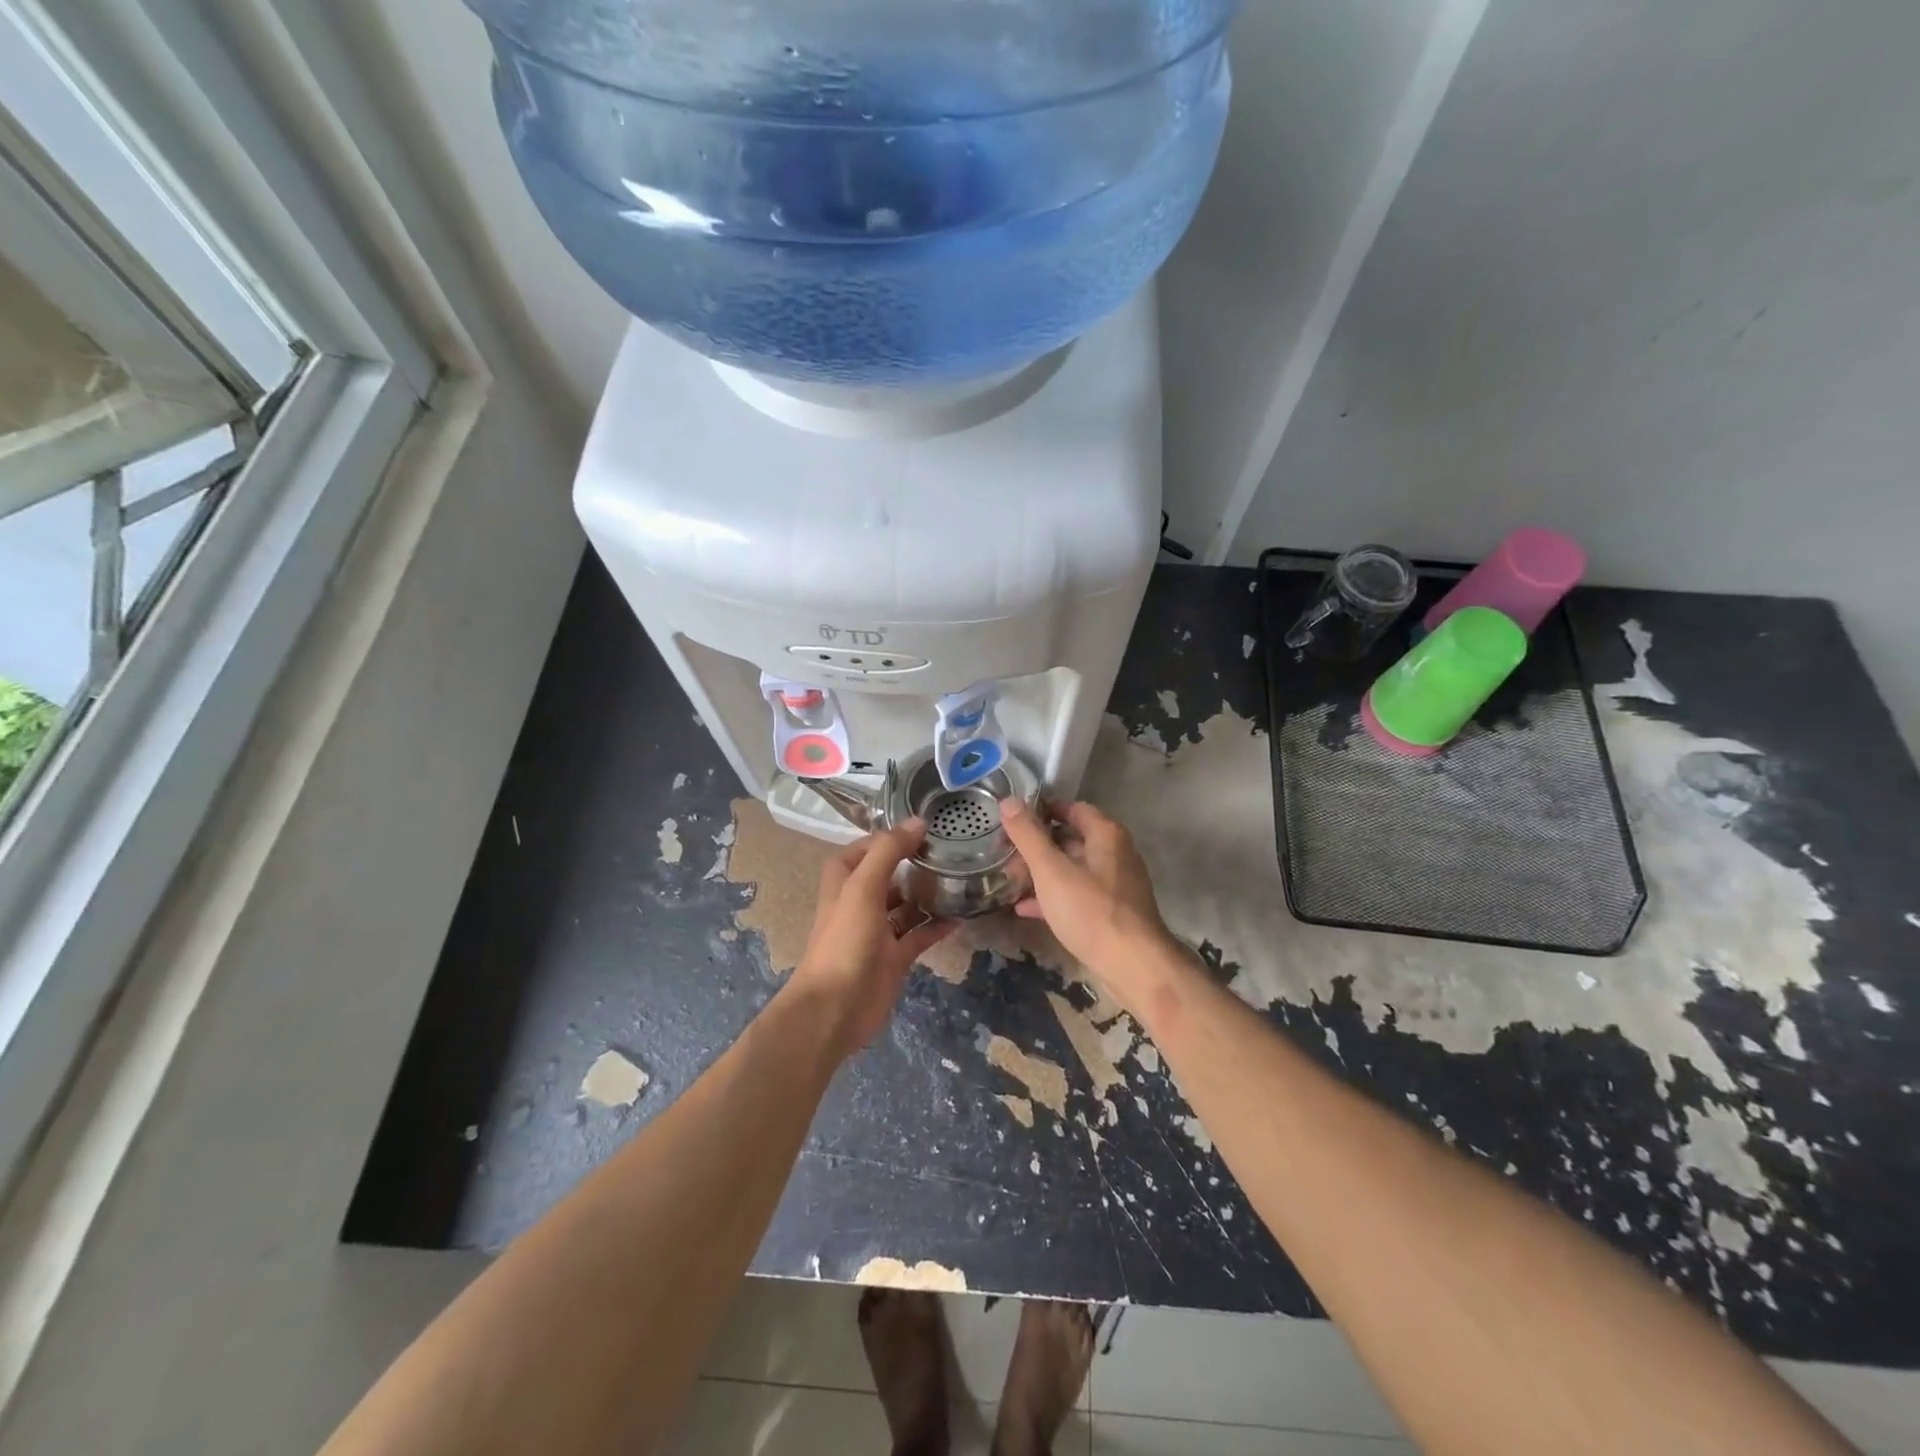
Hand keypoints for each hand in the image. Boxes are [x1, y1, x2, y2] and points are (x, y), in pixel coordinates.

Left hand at [790, 821, 955, 1056]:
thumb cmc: (844, 940)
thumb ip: (889, 851)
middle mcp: (860, 900)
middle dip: (916, 862)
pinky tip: (961, 916)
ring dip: (929, 893)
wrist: (835, 1008)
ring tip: (962, 878)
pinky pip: (919, 935)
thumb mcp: (863, 887)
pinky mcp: (894, 956)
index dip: (893, 836)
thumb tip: (918, 821)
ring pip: (907, 904)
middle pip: (890, 874)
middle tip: (953, 850)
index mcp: (845, 879)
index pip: (869, 847)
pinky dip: (937, 926)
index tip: (929, 826)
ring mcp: (878, 930)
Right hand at [998, 798, 1178, 1003]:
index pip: (1072, 808)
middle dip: (1036, 847)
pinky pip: (1077, 895)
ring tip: (1009, 881)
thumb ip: (1028, 835)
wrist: (1133, 966)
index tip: (1012, 821)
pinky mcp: (1111, 912)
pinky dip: (1052, 897)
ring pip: (1072, 869)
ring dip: (1041, 873)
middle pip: (1070, 839)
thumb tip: (1008, 801)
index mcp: (1106, 835)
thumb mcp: (1051, 870)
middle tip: (1005, 856)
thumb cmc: (1090, 911)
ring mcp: (1115, 885)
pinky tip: (1025, 909)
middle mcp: (1115, 853)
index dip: (1042, 811)